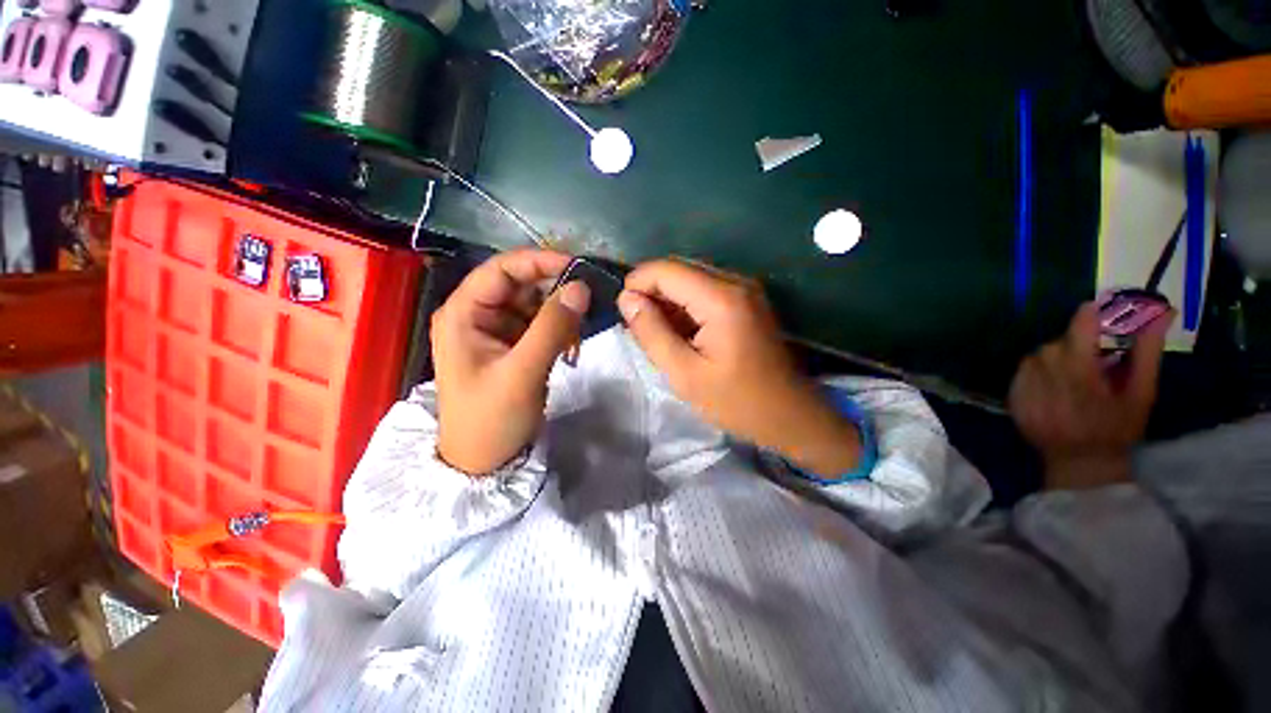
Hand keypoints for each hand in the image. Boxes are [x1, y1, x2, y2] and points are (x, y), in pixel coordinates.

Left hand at [432, 249, 589, 474]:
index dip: (539, 262)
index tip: (577, 266)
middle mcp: (478, 315)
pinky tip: (570, 347)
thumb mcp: (523, 372)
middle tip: (587, 304)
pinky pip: (540, 325)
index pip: (501, 270)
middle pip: (520, 285)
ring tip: (577, 336)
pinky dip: (559, 330)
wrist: (484, 462)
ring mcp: (496, 331)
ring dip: (560, 315)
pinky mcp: (513, 346)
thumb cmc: (491, 418)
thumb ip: (552, 327)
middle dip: (554, 293)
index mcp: (464, 314)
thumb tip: (581, 287)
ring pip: (534, 305)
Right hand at [618, 260, 861, 475]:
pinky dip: (686, 306)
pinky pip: (706, 291)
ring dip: (668, 300)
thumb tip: (627, 299)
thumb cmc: (736, 401)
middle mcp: (736, 282)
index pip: (665, 269)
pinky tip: (682, 334)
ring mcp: (745, 290)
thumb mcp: (684, 373)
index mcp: (721, 298)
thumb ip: (651, 332)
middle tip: (640, 328)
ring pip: (691, 279)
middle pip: (679, 269)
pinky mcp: (748, 301)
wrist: (789, 415)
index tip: (623, 313)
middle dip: (652, 292)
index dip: (637, 283)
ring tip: (659, 335)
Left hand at [1008, 303, 1170, 489]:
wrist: (1079, 464)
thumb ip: (1146, 352)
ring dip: (1057, 359)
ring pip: (1038, 356)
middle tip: (1094, 361)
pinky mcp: (1011, 397)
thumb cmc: (1117, 431)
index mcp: (1079, 372)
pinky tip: (1055, 389)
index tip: (1102, 311)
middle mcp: (1045, 374)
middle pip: (1058, 342)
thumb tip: (1159, 313)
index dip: (1092, 314)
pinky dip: (1039, 373)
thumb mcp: (1141, 394)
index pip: (1080, 326)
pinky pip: (1023, 372)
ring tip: (1075, 379)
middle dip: (1077, 345)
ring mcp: (1023, 386)